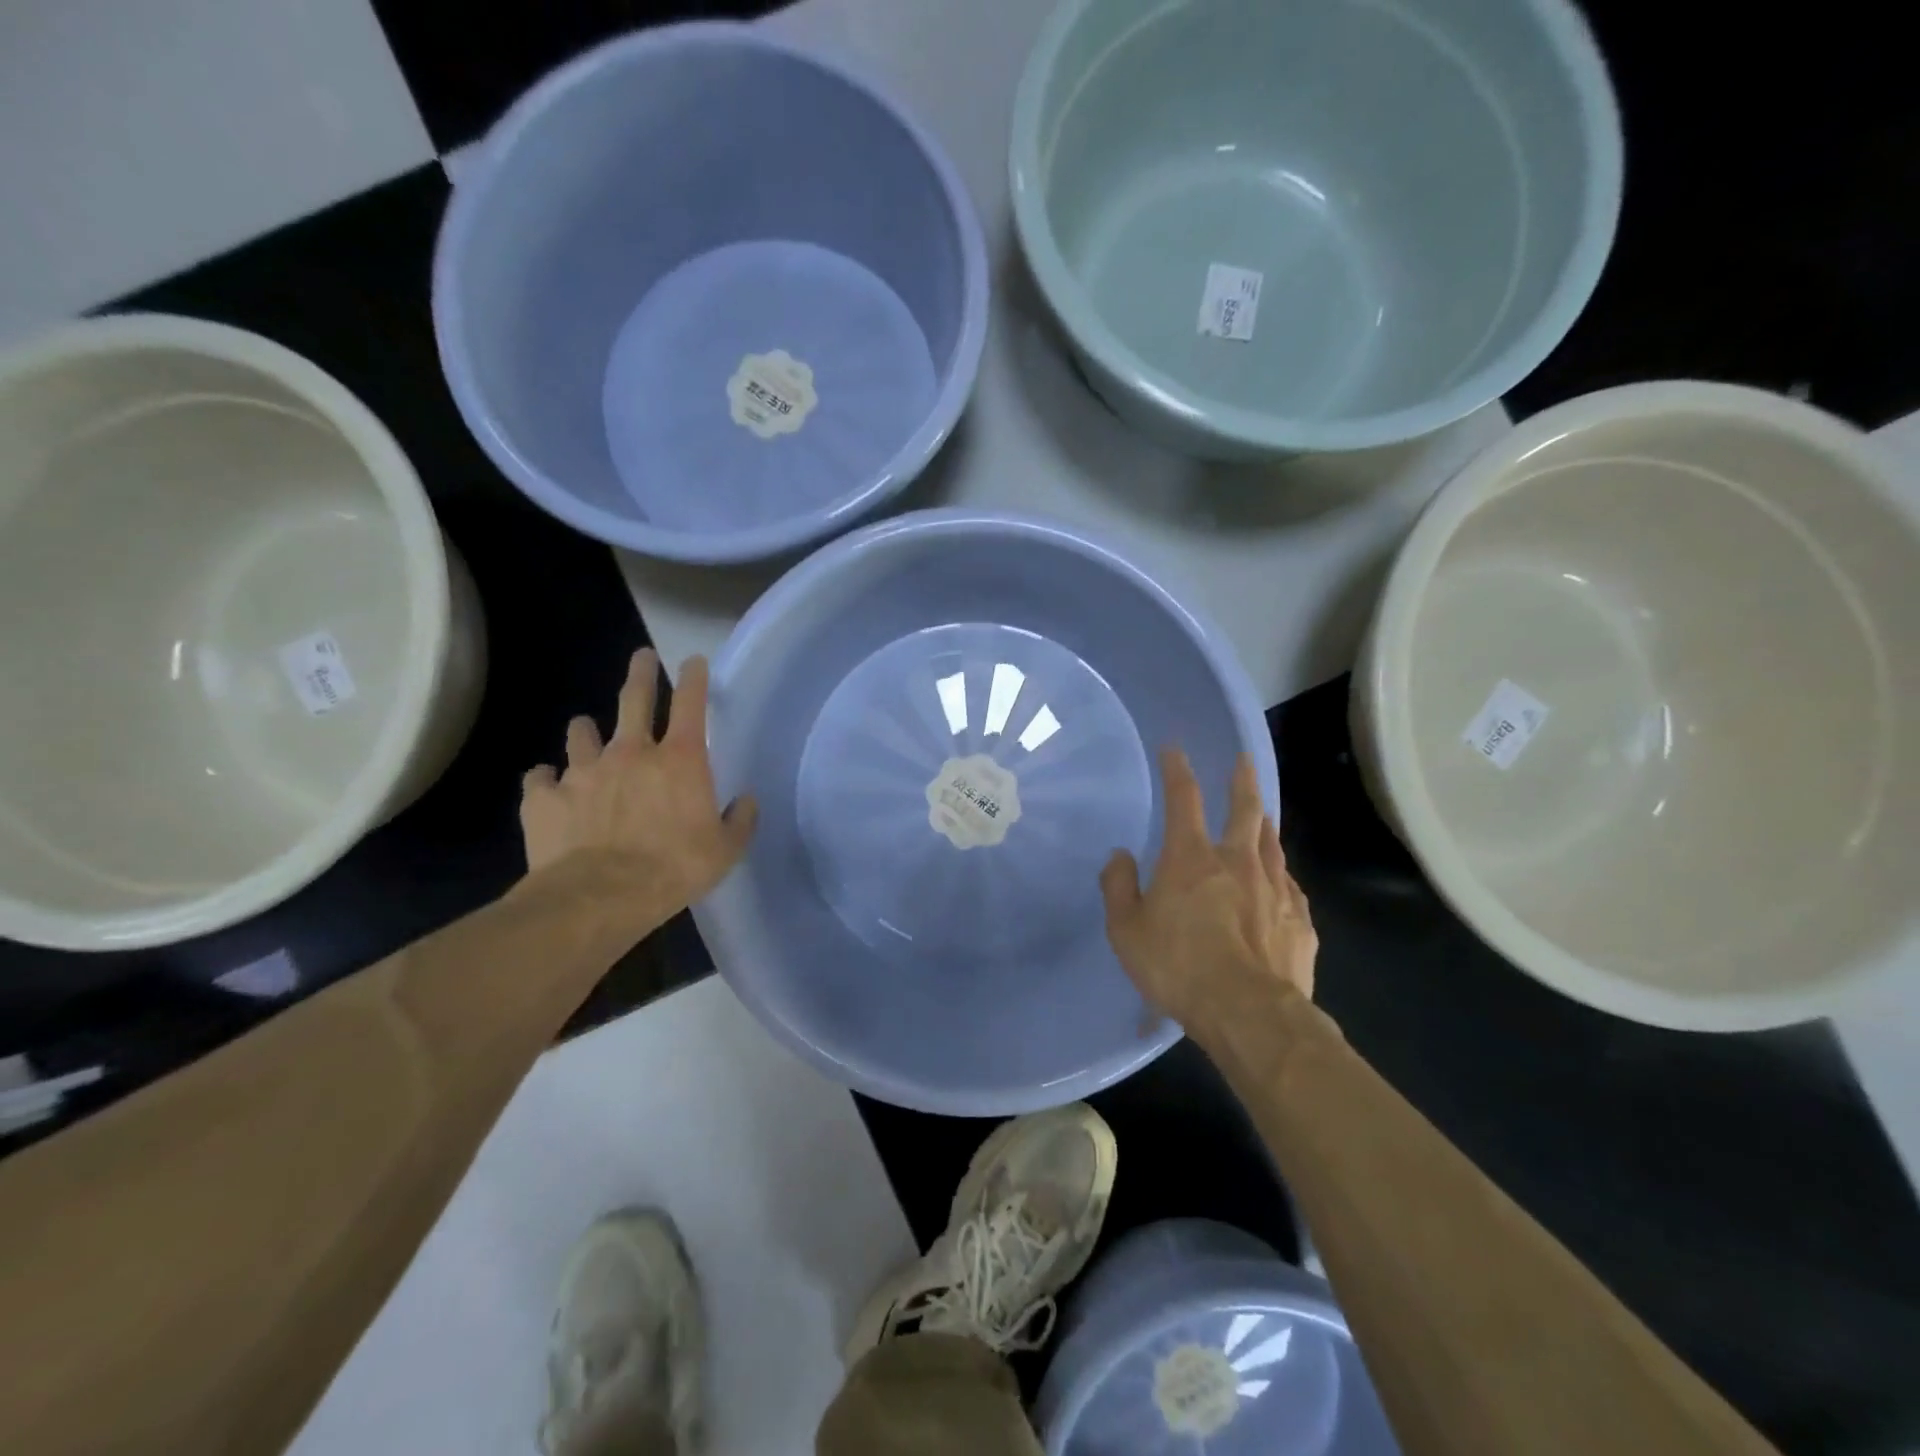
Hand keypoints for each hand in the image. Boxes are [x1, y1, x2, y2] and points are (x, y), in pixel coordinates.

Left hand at [521, 649, 757, 917]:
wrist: (599, 896)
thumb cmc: (673, 869)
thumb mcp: (725, 851)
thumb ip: (739, 821)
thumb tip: (745, 801)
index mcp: (680, 761)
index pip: (691, 705)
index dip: (694, 679)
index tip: (694, 661)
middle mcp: (631, 753)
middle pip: (634, 700)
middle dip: (641, 674)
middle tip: (642, 656)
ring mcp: (583, 771)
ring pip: (581, 734)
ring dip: (586, 730)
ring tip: (586, 730)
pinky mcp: (545, 797)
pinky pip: (540, 779)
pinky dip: (546, 780)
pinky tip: (547, 787)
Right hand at [1100, 747, 1315, 1032]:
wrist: (1250, 1014)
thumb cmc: (1178, 967)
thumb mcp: (1126, 930)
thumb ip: (1118, 887)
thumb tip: (1120, 856)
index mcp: (1191, 858)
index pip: (1182, 799)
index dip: (1177, 770)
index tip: (1174, 749)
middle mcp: (1238, 862)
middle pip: (1245, 808)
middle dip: (1242, 780)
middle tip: (1242, 760)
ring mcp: (1275, 890)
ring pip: (1272, 844)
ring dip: (1264, 824)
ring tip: (1263, 815)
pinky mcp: (1300, 921)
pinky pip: (1290, 886)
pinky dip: (1280, 875)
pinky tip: (1280, 882)